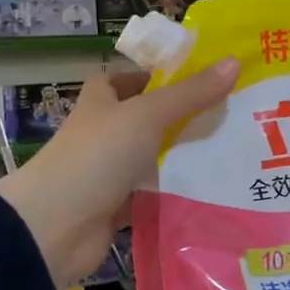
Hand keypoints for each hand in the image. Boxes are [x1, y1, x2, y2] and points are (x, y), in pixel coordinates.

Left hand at [0, 58, 239, 288]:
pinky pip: (154, 194)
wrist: (54, 227)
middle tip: (231, 113)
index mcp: (100, 103)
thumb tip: (234, 61)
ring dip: (184, 156)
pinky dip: (176, 192)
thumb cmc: (97, 156)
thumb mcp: (147, 115)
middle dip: (183, 117)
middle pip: (147, 119)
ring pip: (154, 158)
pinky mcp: (118, 207)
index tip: (196, 78)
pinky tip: (213, 189)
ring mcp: (109, 172)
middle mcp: (104, 134)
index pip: (124, 80)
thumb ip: (190, 93)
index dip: (153, 75)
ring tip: (233, 150)